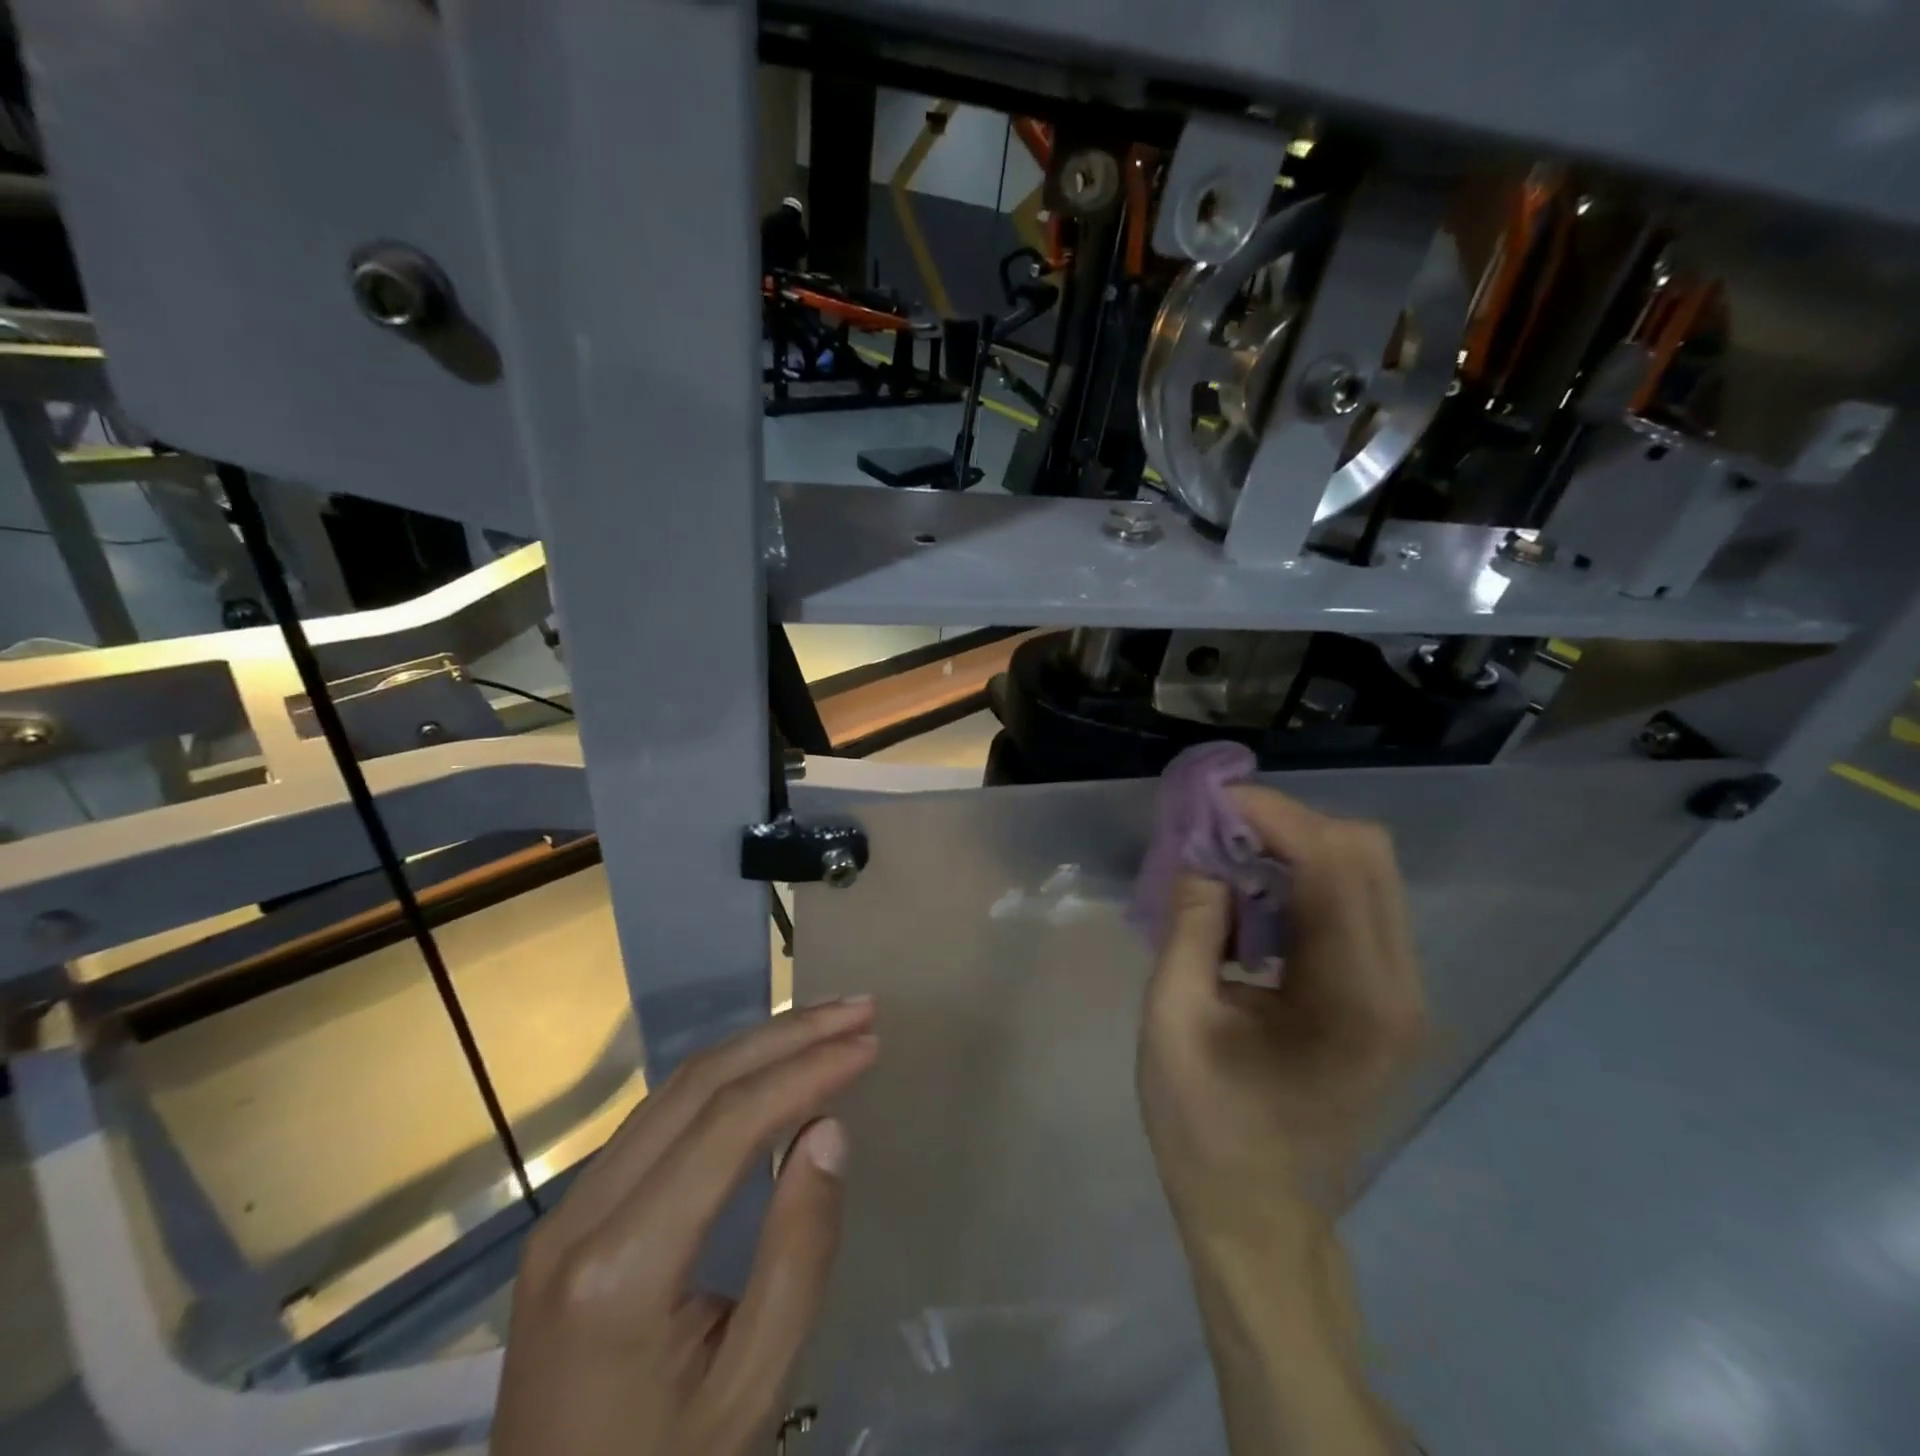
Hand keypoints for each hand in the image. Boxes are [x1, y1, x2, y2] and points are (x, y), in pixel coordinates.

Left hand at [492, 997, 878, 1455]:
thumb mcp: (752, 1388)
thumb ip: (797, 1254)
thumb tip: (829, 1129)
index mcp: (619, 1271)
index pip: (727, 1126)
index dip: (805, 1070)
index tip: (868, 1042)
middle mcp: (579, 1217)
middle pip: (696, 1086)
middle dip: (786, 1035)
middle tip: (857, 1010)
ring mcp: (565, 1211)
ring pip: (673, 1090)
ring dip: (756, 1046)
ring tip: (825, 1024)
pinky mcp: (571, 1215)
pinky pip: (657, 1119)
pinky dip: (724, 1079)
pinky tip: (768, 1068)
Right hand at [1136, 789, 1421, 1455]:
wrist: (1258, 1216)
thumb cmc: (1205, 1126)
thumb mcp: (1173, 1020)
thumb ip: (1190, 925)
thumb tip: (1201, 854)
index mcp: (1352, 997)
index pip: (1332, 861)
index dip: (1273, 814)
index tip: (1210, 801)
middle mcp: (1397, 986)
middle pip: (1365, 853)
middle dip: (1286, 824)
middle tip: (1216, 832)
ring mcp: (1400, 995)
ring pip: (1366, 874)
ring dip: (1295, 850)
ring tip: (1226, 862)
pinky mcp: (1386, 1001)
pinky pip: (1356, 907)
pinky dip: (1304, 883)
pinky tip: (1252, 904)